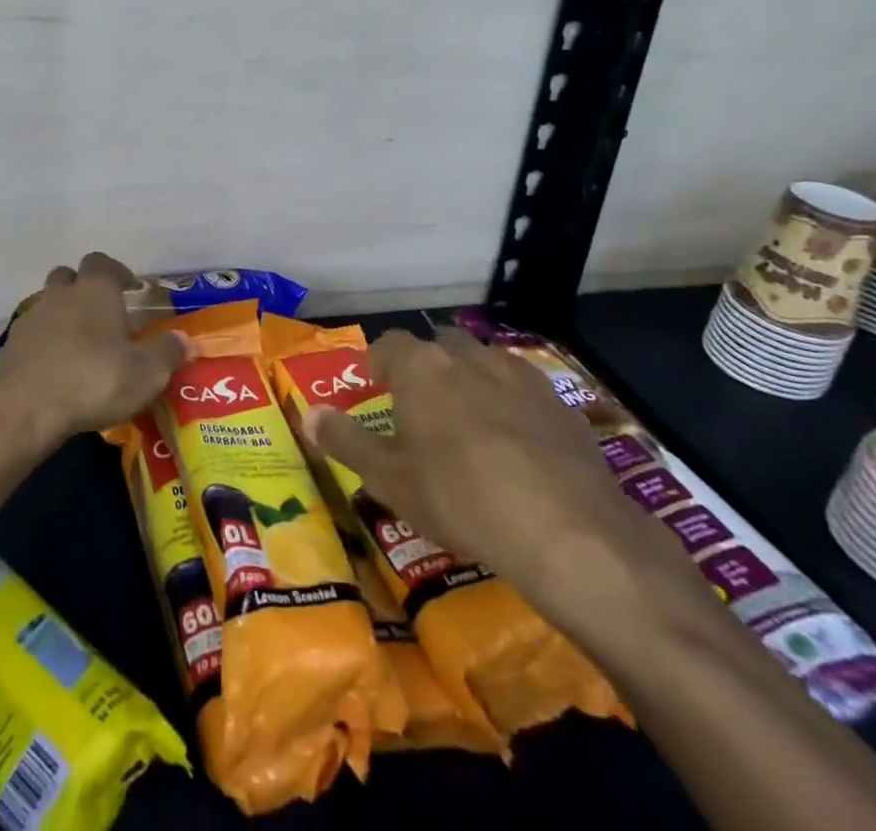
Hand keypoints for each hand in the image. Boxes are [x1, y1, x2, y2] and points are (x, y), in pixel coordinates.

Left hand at [0, 254, 185, 451]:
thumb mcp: (146, 372)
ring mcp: (30, 320)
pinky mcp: (9, 348)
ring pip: (47, 305)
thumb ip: (167, 352)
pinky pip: (31, 337)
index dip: (117, 271)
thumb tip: (183, 340)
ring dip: (62, 316)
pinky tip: (55, 371)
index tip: (130, 288)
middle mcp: (60, 295)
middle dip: (83, 288)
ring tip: (80, 346)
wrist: (25, 409)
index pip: (102, 262)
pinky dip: (43, 346)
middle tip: (102, 314)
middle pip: (68, 276)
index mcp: (94, 291)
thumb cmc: (94, 380)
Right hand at [301, 327, 696, 627]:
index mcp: (422, 368)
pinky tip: (515, 442)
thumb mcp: (390, 479)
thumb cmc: (460, 499)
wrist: (568, 532)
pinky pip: (523, 389)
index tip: (375, 384)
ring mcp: (520, 376)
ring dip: (470, 379)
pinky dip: (510, 402)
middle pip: (440, 346)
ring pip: (484, 362)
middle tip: (420, 404)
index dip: (379, 361)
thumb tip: (307, 414)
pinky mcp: (561, 404)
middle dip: (427, 366)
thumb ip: (346, 441)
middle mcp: (469, 357)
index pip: (390, 344)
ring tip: (467, 419)